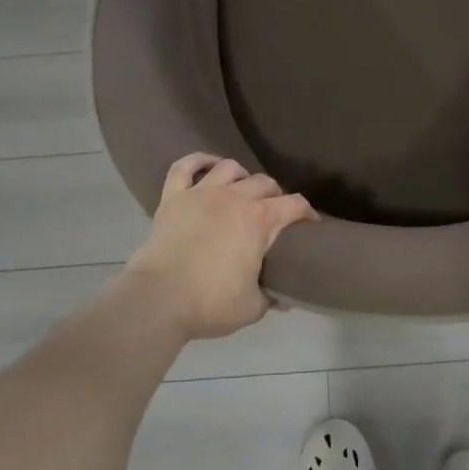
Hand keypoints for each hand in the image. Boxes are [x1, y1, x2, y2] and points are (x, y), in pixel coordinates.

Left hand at [121, 155, 315, 340]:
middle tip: (275, 211)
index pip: (294, 205)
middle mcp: (234, 197)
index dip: (307, 212)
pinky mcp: (172, 198)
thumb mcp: (252, 308)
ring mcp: (201, 193)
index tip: (310, 223)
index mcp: (260, 220)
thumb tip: (281, 298)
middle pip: (264, 182)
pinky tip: (208, 166)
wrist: (157, 300)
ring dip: (242, 176)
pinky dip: (198, 161)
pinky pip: (185, 167)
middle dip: (276, 194)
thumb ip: (269, 298)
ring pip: (229, 168)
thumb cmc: (210, 303)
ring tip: (243, 189)